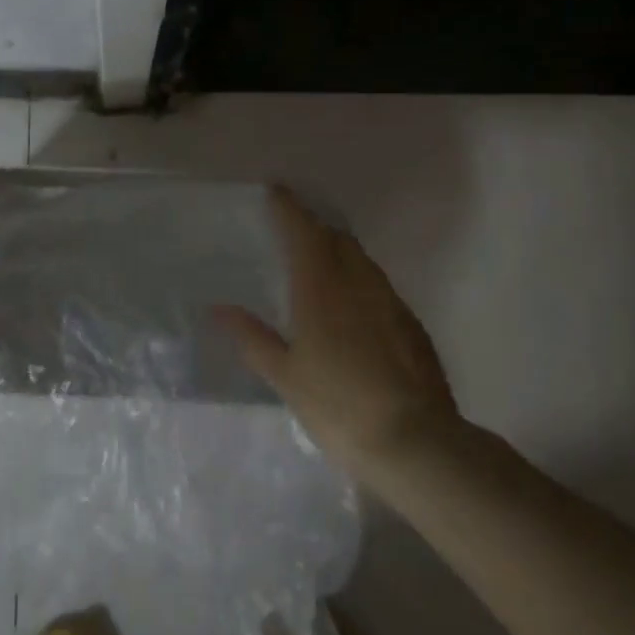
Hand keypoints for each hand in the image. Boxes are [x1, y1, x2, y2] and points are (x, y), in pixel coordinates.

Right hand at [214, 187, 462, 479]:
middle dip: (315, 227)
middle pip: (337, 240)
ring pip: (362, 261)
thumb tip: (218, 308)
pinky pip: (379, 286)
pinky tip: (353, 305)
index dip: (289, 209)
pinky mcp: (412, 326)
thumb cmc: (338, 406)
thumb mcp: (285, 376)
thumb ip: (252, 338)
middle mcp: (358, 285)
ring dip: (340, 251)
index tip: (276, 192)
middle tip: (294, 230)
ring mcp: (390, 303)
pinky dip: (360, 279)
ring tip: (321, 262)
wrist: (416, 442)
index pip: (304, 233)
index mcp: (321, 290)